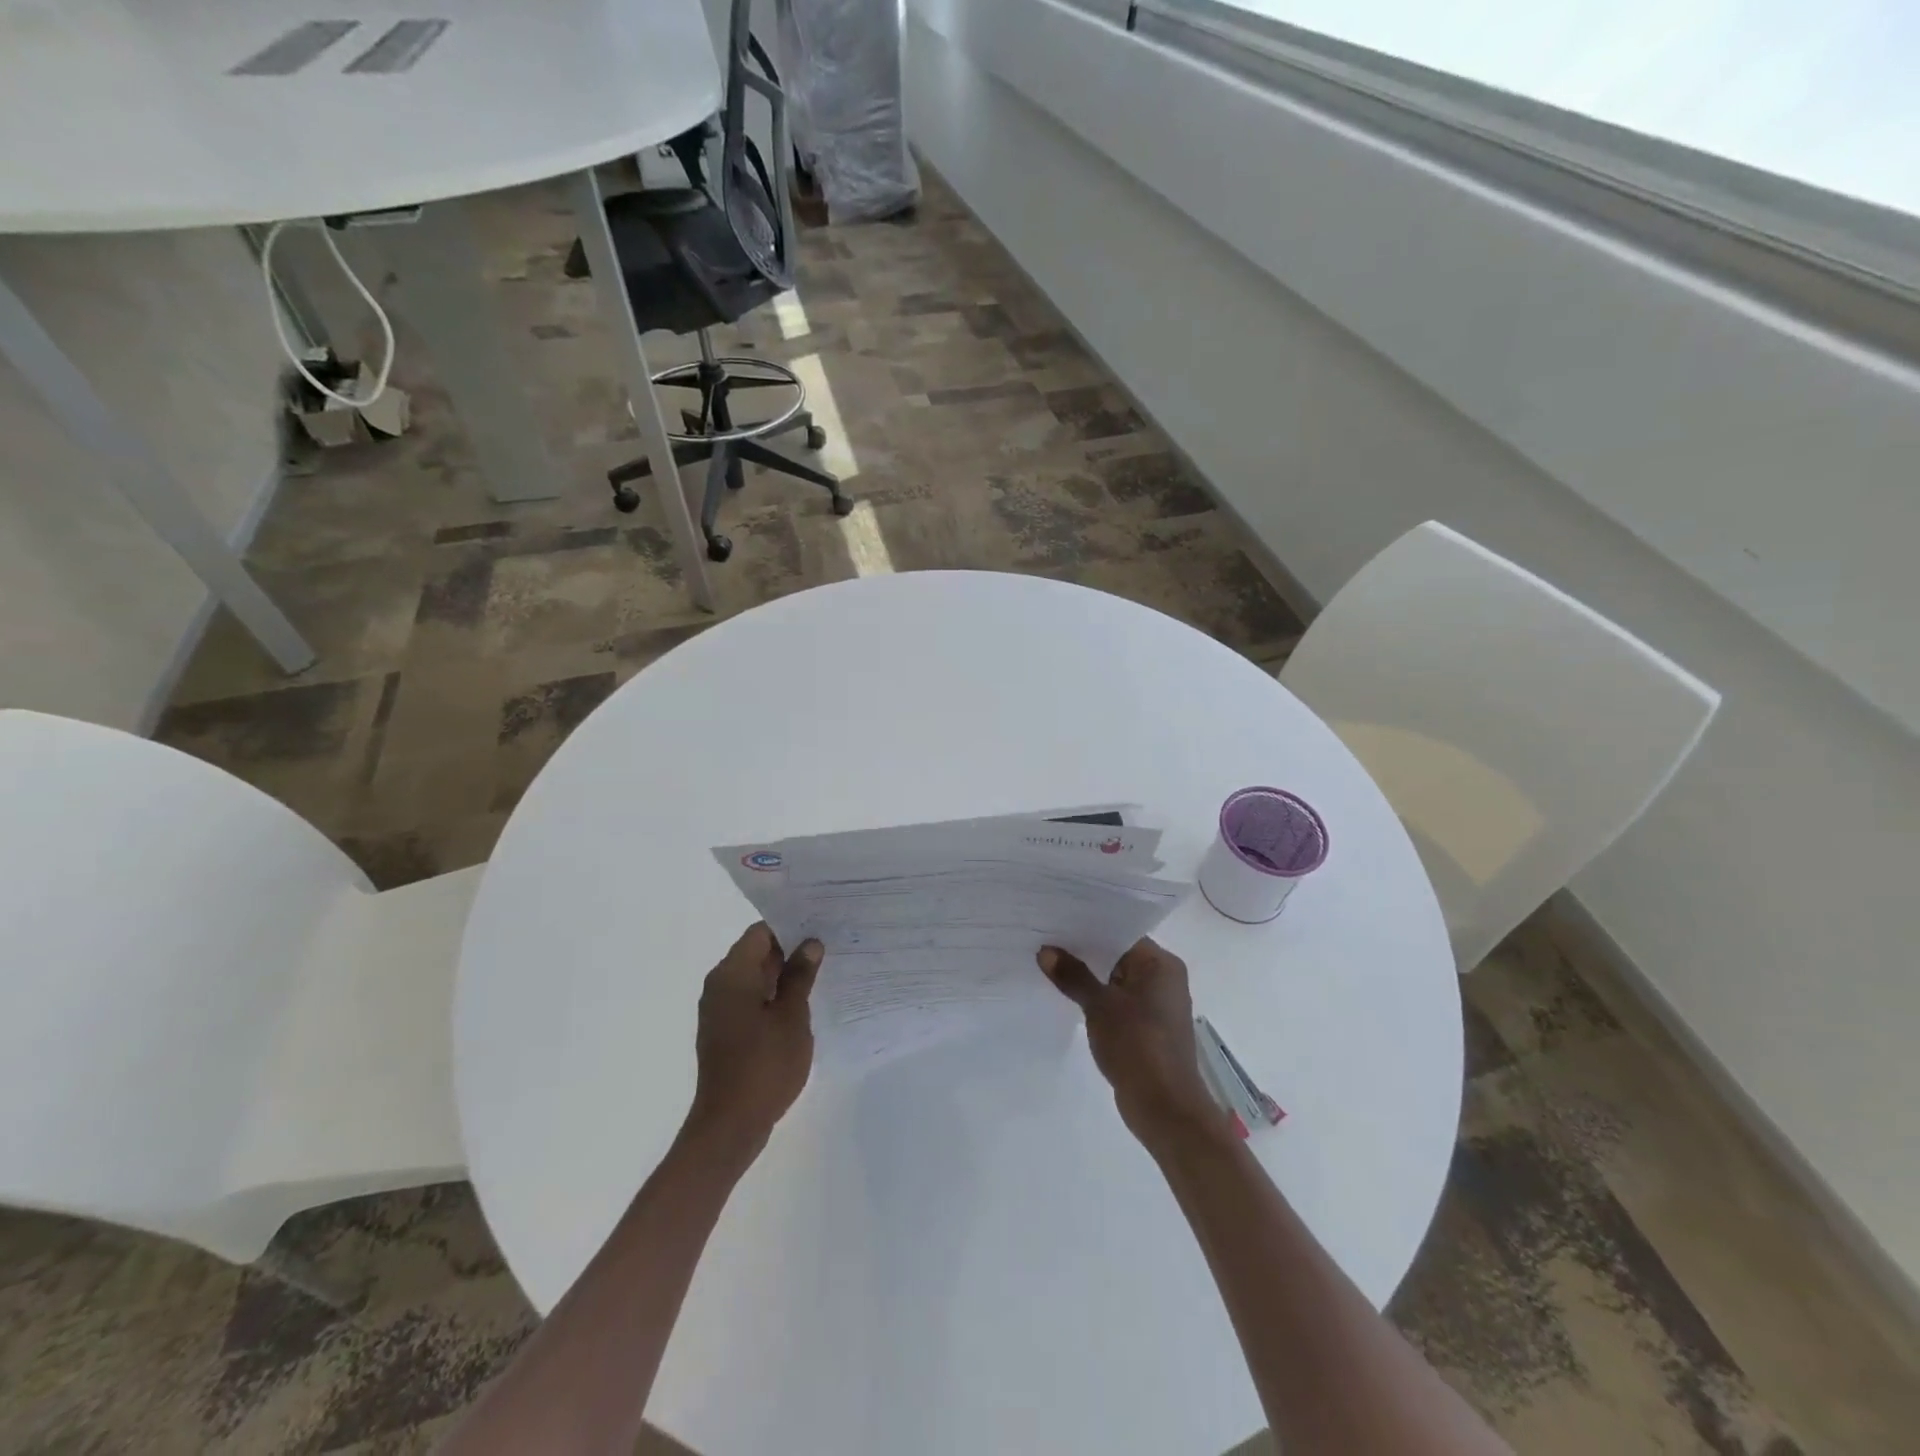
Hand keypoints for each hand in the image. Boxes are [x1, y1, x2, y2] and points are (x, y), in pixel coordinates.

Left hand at [684, 923, 823, 1159]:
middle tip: (829, 947)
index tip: (820, 926)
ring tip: (822, 973)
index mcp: (732, 974)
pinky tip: (801, 1005)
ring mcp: (719, 1010)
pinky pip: (750, 1000)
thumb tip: (810, 944)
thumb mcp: (792, 1016)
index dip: (790, 926)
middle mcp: (719, 985)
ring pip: (754, 978)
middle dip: (790, 950)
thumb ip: (800, 976)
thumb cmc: (764, 1064)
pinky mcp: (724, 1032)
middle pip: (756, 953)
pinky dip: (772, 997)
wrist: (730, 1125)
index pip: (760, 932)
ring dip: (783, 976)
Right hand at [1038, 937, 1227, 1149]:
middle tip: (1047, 939)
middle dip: (1085, 952)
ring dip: (1090, 977)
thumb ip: (1073, 976)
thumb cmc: (1138, 1045)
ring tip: (1051, 965)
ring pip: (1117, 980)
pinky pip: (1119, 1002)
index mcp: (1161, 964)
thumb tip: (1046, 951)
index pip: (1122, 932)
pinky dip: (1098, 999)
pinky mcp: (1148, 1028)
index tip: (1057, 920)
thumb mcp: (1099, 1006)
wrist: (1165, 1108)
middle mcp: (1164, 978)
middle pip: (1119, 955)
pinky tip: (1070, 997)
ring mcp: (1158, 1005)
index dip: (1089, 927)